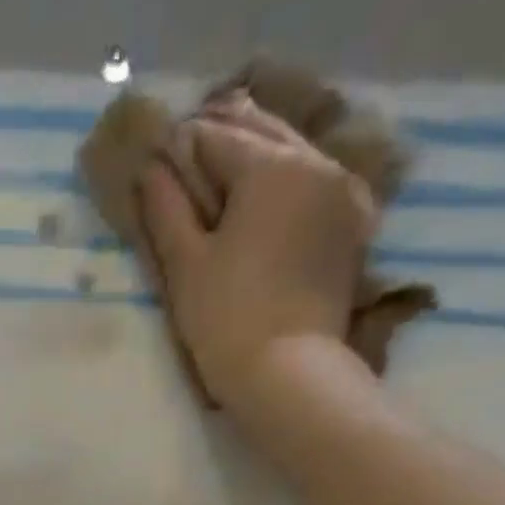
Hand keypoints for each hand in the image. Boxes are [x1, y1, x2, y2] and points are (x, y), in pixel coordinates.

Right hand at [139, 96, 379, 413]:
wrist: (288, 373)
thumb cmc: (226, 320)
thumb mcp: (185, 265)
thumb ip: (166, 208)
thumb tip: (152, 167)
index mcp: (270, 165)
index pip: (215, 136)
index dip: (181, 146)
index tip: (160, 158)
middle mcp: (315, 162)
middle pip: (262, 130)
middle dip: (224, 136)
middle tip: (190, 156)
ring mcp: (342, 190)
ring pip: (293, 152)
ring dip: (258, 155)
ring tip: (225, 175)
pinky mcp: (352, 224)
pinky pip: (315, 182)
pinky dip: (288, 181)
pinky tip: (266, 200)